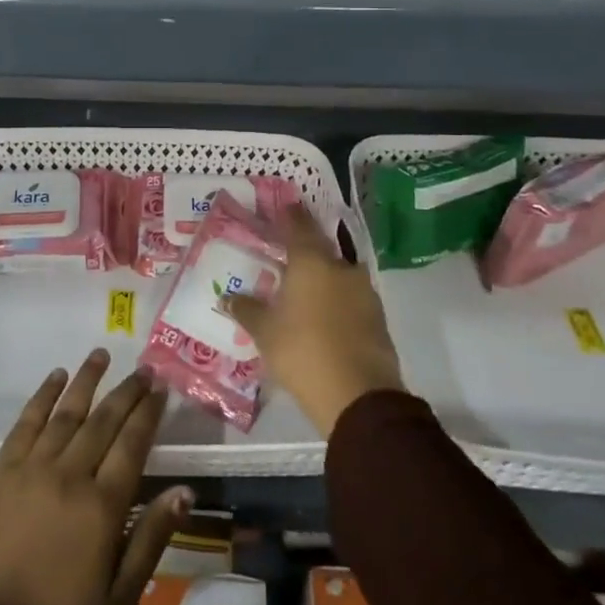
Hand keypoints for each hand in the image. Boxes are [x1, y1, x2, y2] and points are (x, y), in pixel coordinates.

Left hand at [0, 350, 190, 604]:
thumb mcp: (118, 600)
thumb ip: (151, 540)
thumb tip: (184, 492)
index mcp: (102, 507)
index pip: (132, 445)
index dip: (148, 414)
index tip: (161, 389)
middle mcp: (70, 475)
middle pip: (103, 421)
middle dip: (126, 391)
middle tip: (144, 368)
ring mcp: (33, 468)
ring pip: (66, 412)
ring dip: (86, 380)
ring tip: (101, 355)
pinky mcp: (4, 470)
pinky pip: (26, 422)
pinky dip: (42, 396)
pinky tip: (55, 377)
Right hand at [225, 204, 405, 435]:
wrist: (360, 396)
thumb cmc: (303, 352)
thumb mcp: (265, 332)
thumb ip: (246, 310)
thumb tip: (227, 296)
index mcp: (311, 262)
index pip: (298, 225)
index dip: (289, 215)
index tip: (282, 207)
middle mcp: (341, 267)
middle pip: (321, 247)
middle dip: (304, 247)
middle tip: (286, 251)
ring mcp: (364, 292)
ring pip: (338, 272)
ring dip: (322, 274)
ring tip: (303, 285)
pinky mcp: (377, 316)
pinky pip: (351, 296)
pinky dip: (336, 297)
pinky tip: (323, 311)